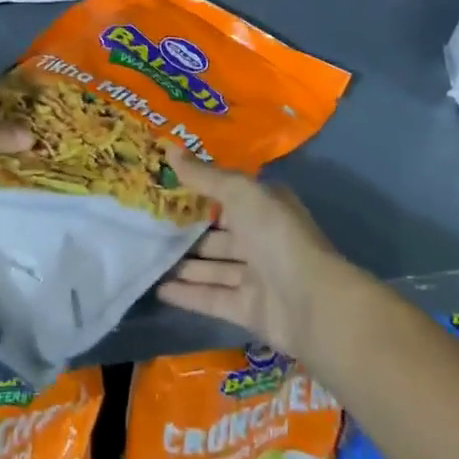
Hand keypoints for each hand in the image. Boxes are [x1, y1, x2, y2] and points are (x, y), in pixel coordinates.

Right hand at [155, 151, 349, 359]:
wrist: (311, 302)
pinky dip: (188, 294)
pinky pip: (213, 297)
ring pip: (214, 266)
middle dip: (187, 229)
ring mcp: (257, 276)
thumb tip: (170, 149)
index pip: (228, 194)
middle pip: (218, 232)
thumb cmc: (275, 234)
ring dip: (185, 263)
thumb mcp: (239, 192)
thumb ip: (204, 176)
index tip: (165, 185)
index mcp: (265, 206)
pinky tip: (158, 289)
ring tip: (147, 256)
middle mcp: (262, 238)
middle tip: (148, 224)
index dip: (199, 189)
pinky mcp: (249, 309)